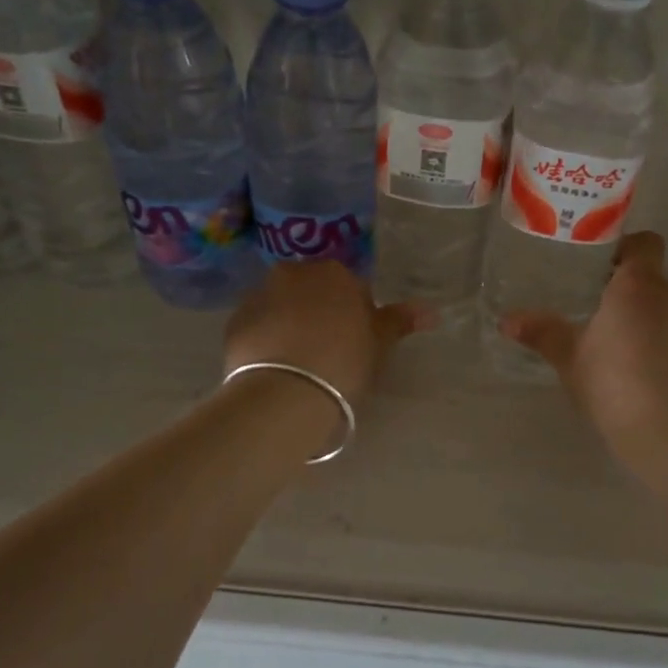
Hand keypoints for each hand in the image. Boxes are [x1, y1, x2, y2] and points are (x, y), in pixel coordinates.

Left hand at [223, 261, 424, 407]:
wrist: (285, 393)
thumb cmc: (343, 363)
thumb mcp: (379, 345)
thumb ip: (401, 321)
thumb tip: (432, 310)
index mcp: (334, 273)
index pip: (352, 288)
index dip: (356, 316)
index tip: (356, 344)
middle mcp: (293, 273)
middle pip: (313, 291)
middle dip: (320, 313)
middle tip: (328, 352)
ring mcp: (259, 295)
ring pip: (282, 306)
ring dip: (290, 323)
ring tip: (299, 362)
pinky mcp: (234, 321)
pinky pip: (258, 326)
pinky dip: (266, 338)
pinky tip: (275, 367)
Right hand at [498, 232, 667, 470]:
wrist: (663, 431)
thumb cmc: (610, 381)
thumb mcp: (568, 355)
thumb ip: (540, 331)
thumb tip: (506, 320)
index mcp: (638, 285)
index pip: (645, 242)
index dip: (624, 246)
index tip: (597, 265)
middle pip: (650, 275)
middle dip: (624, 285)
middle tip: (591, 303)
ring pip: (662, 304)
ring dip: (640, 312)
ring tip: (610, 337)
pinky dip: (655, 337)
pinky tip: (632, 364)